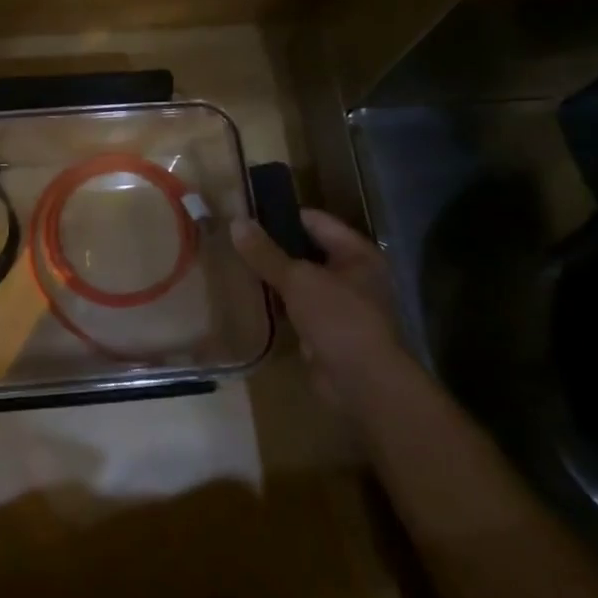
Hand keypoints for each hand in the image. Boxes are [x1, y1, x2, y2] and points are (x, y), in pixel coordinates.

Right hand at [230, 210, 407, 412]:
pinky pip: (296, 308)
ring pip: (299, 281)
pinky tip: (248, 297)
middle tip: (234, 239)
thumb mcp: (298, 279)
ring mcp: (339, 304)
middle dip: (273, 247)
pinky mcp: (325, 330)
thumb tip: (236, 222)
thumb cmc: (338, 318)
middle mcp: (352, 274)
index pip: (314, 220)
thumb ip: (265, 252)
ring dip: (273, 277)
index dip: (281, 215)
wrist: (363, 383)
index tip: (246, 214)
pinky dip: (276, 304)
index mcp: (355, 253)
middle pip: (306, 250)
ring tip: (235, 264)